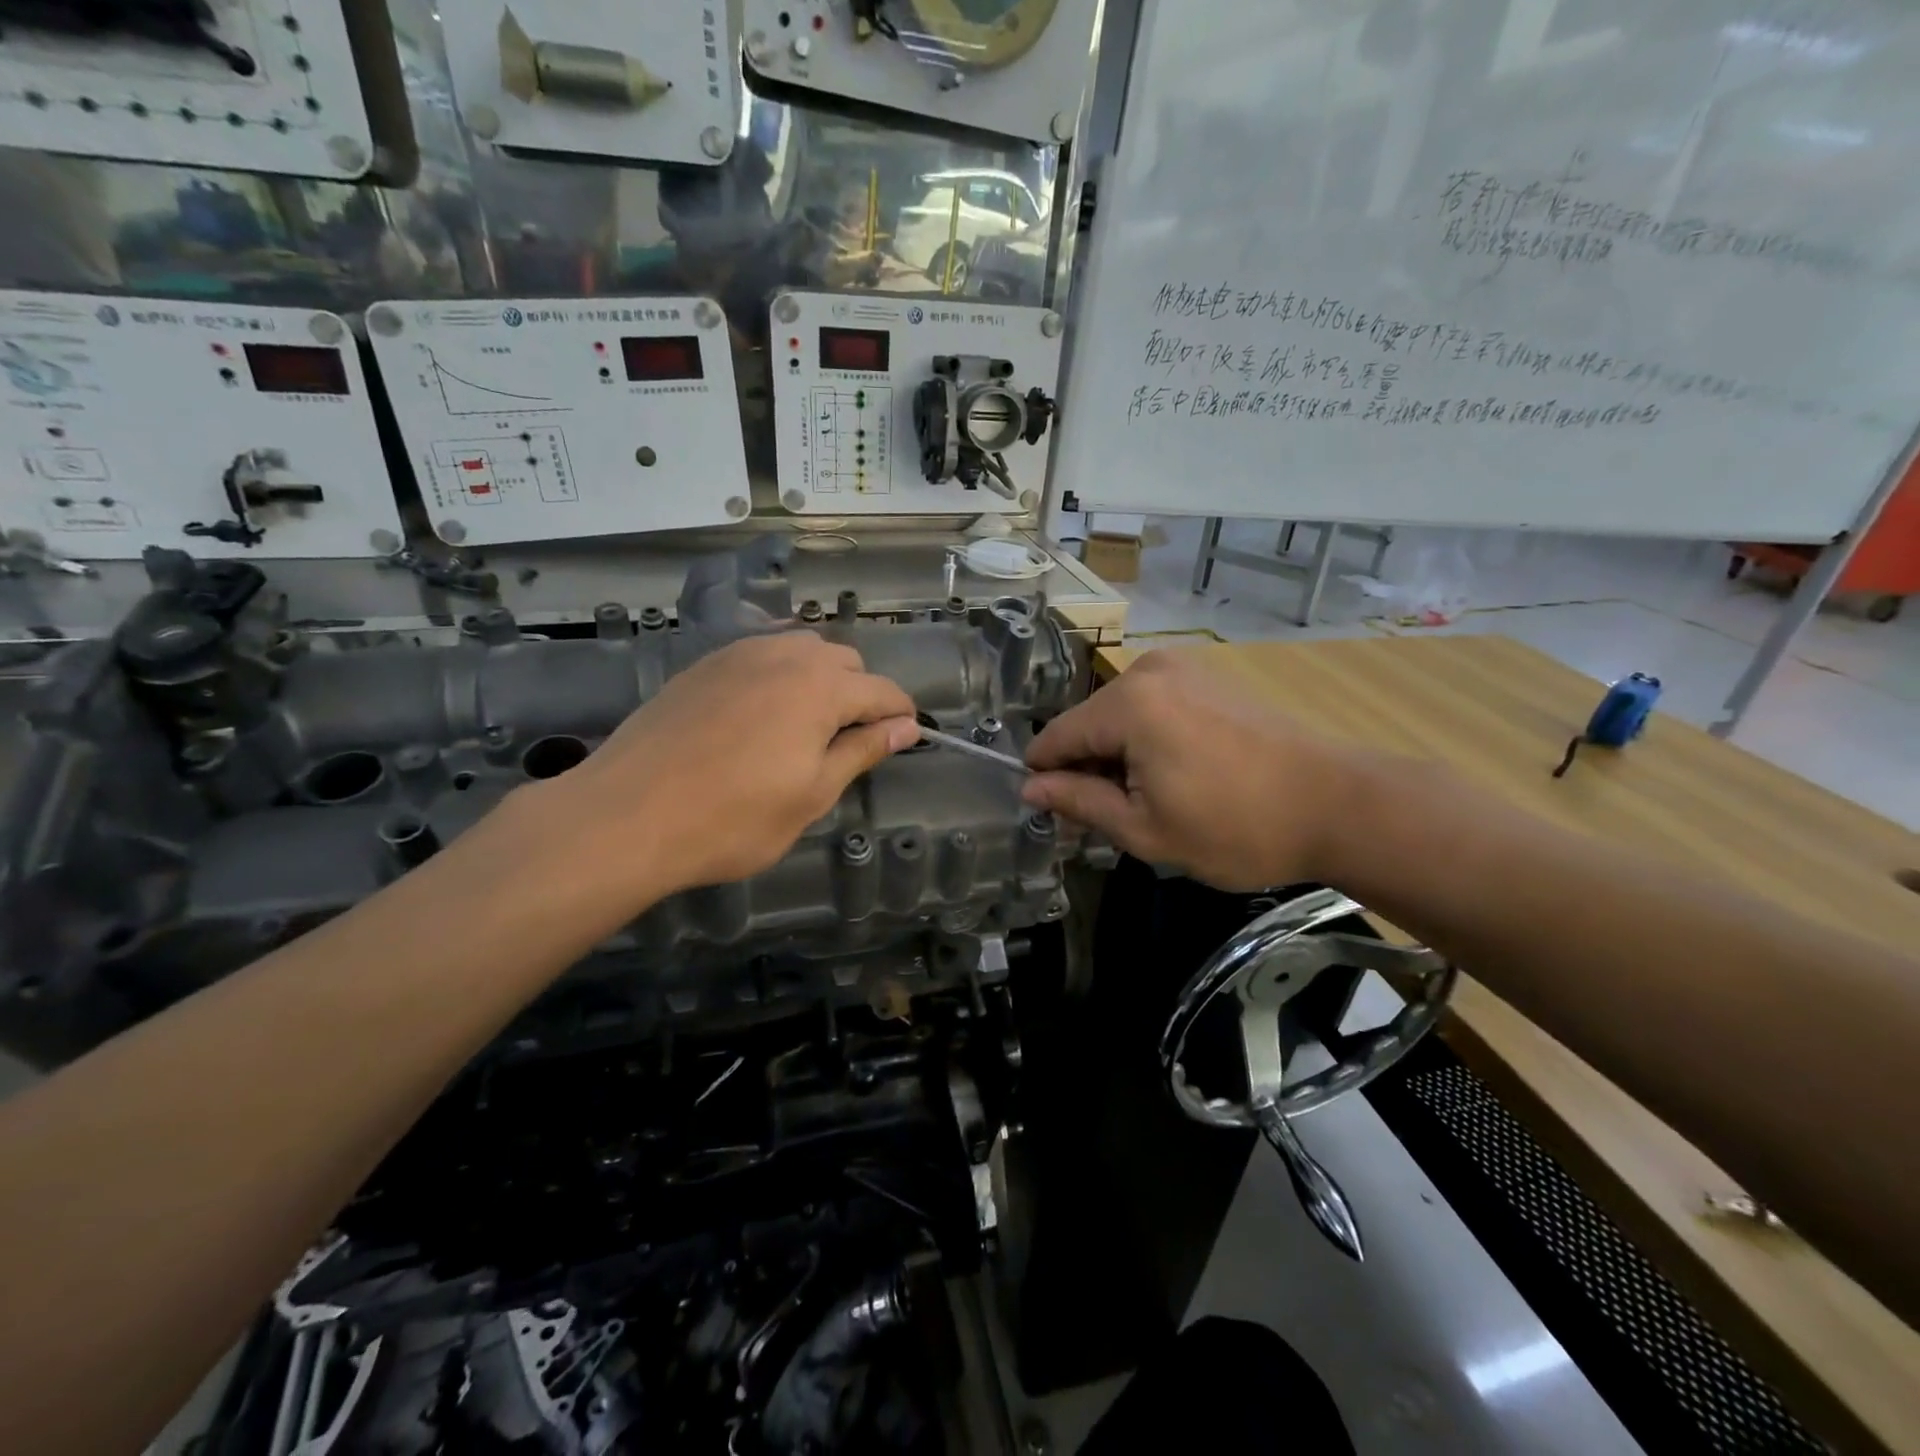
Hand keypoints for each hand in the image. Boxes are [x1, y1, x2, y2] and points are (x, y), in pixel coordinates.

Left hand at [536, 633, 918, 905]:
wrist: (627, 815)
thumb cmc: (732, 818)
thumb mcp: (812, 795)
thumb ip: (862, 751)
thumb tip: (906, 728)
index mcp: (821, 687)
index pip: (882, 690)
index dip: (901, 714)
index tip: (906, 737)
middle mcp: (785, 655)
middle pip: (845, 661)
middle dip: (861, 694)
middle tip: (850, 741)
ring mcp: (739, 654)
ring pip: (801, 650)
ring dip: (820, 679)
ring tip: (808, 725)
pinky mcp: (704, 665)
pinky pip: (761, 654)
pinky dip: (780, 674)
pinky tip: (763, 712)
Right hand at [1021, 651, 1359, 890]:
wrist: (1338, 804)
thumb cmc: (1235, 826)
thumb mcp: (1145, 830)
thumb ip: (1080, 802)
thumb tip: (1030, 788)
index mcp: (1127, 704)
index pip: (1056, 737)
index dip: (1044, 776)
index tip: (1051, 813)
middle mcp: (1148, 671)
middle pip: (1088, 723)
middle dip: (1087, 768)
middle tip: (1109, 819)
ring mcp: (1183, 667)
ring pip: (1120, 715)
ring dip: (1119, 756)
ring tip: (1149, 802)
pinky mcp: (1209, 677)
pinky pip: (1153, 706)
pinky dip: (1147, 740)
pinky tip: (1176, 775)